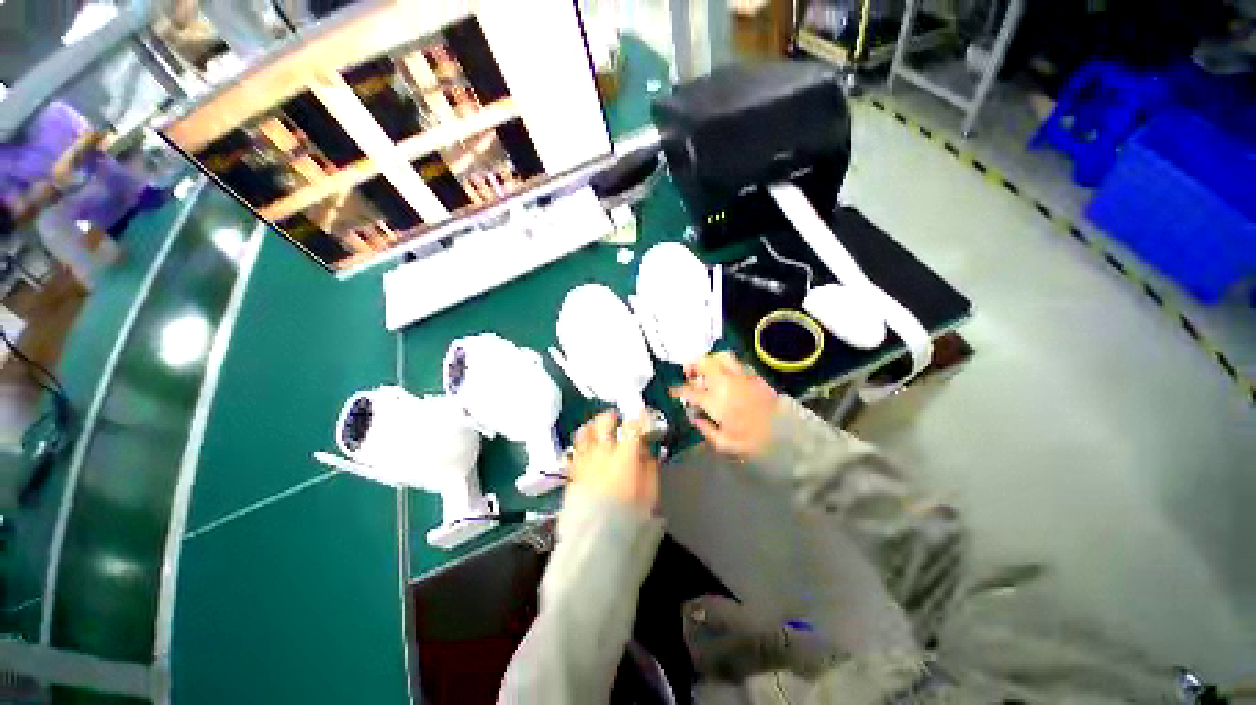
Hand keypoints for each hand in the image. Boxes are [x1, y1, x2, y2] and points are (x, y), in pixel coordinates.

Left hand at [567, 411, 659, 511]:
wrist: (599, 540)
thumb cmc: (631, 516)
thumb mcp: (650, 491)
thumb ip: (649, 466)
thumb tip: (646, 451)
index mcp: (625, 454)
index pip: (633, 426)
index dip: (639, 420)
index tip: (642, 421)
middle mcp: (603, 451)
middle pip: (604, 421)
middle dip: (611, 417)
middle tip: (616, 421)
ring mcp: (585, 461)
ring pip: (584, 432)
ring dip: (592, 428)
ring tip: (596, 432)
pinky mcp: (572, 473)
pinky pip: (573, 452)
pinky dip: (579, 447)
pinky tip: (584, 451)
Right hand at [670, 352, 777, 458]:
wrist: (787, 435)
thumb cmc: (753, 442)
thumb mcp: (724, 443)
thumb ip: (706, 429)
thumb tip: (694, 418)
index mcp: (715, 401)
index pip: (690, 390)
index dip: (677, 390)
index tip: (672, 391)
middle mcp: (726, 383)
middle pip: (705, 363)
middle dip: (693, 365)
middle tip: (689, 373)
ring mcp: (742, 376)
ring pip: (722, 357)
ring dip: (711, 361)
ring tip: (707, 369)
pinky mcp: (755, 376)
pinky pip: (738, 363)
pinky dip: (728, 366)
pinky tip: (727, 376)